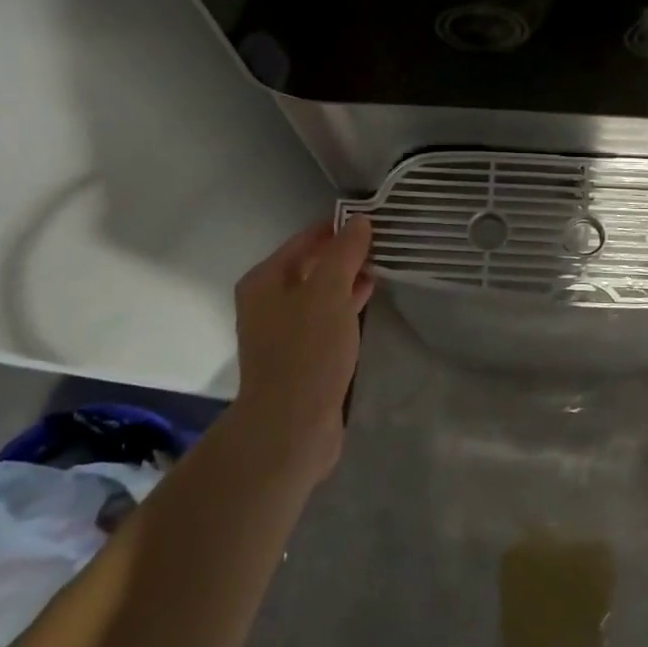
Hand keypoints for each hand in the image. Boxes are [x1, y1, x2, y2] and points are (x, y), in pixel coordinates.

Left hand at [232, 215, 374, 480]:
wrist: (291, 426)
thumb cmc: (307, 350)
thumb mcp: (329, 292)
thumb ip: (344, 253)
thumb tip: (359, 221)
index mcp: (265, 280)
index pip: (304, 239)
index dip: (337, 228)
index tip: (372, 220)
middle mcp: (267, 301)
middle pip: (310, 265)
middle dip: (344, 254)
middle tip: (382, 242)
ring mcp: (282, 331)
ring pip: (319, 293)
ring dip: (347, 279)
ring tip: (382, 266)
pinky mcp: (299, 355)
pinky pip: (325, 318)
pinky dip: (345, 305)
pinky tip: (368, 299)